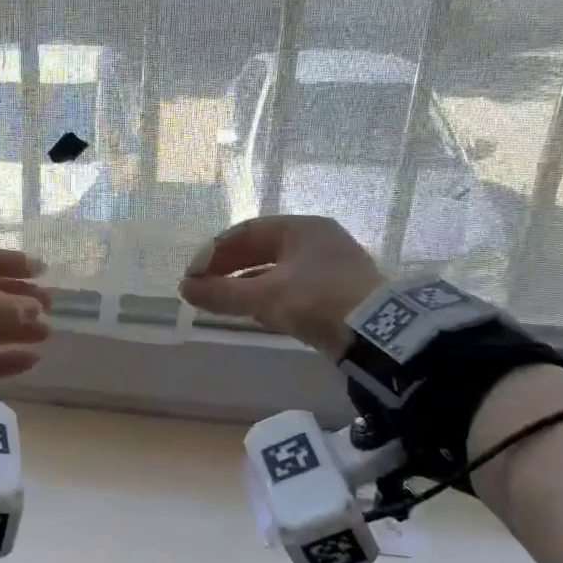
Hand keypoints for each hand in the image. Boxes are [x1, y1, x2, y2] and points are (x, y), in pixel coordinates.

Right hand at [178, 215, 384, 359]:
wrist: (378, 334)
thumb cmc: (318, 300)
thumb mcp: (266, 296)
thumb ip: (222, 293)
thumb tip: (185, 289)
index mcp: (301, 228)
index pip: (245, 232)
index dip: (213, 252)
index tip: (192, 276)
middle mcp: (315, 241)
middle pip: (259, 250)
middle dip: (227, 269)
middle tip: (200, 288)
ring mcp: (327, 267)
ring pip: (273, 271)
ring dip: (244, 285)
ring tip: (219, 302)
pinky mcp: (333, 293)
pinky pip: (288, 288)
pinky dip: (265, 297)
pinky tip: (250, 312)